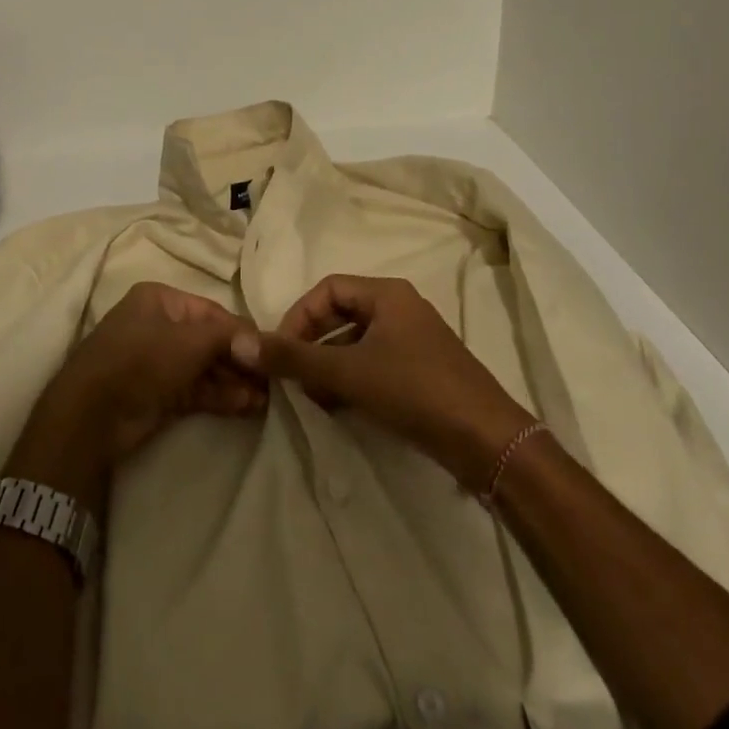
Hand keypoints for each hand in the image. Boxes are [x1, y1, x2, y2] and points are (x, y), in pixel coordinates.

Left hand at [13, 283, 265, 497]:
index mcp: (160, 300)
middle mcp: (159, 326)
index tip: (271, 351)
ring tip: (267, 398)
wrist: (92, 416)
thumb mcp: (190, 341)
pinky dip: (220, 396)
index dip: (242, 332)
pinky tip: (247, 406)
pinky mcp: (158, 393)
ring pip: (205, 367)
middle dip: (241, 361)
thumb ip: (228, 338)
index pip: (211, 312)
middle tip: (273, 380)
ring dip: (235, 381)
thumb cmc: (141, 360)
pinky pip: (196, 389)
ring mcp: (157, 362)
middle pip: (210, 341)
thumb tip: (262, 342)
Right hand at [234, 274, 534, 493]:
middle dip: (312, 343)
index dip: (299, 315)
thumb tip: (242, 343)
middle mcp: (401, 309)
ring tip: (313, 396)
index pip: (328, 288)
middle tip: (293, 374)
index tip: (281, 350)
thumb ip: (294, 358)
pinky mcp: (422, 371)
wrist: (486, 440)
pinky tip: (339, 407)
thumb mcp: (347, 373)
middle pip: (342, 313)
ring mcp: (414, 341)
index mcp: (387, 294)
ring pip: (357, 342)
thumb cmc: (414, 391)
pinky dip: (351, 379)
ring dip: (329, 365)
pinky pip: (375, 364)